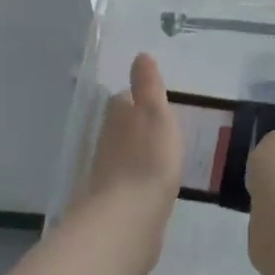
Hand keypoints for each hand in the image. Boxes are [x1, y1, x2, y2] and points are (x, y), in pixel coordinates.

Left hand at [81, 53, 183, 274]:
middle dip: (140, 127)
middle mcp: (108, 142)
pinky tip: (155, 186)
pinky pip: (131, 183)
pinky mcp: (117, 203)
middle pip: (123, 128)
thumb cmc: (148, 159)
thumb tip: (140, 55)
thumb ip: (148, 85)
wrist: (129, 219)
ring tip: (166, 156)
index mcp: (118, 117)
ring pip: (126, 155)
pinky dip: (141, 181)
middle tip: (166, 129)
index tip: (159, 102)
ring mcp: (110, 175)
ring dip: (140, 154)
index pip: (125, 99)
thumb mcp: (155, 112)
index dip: (140, 99)